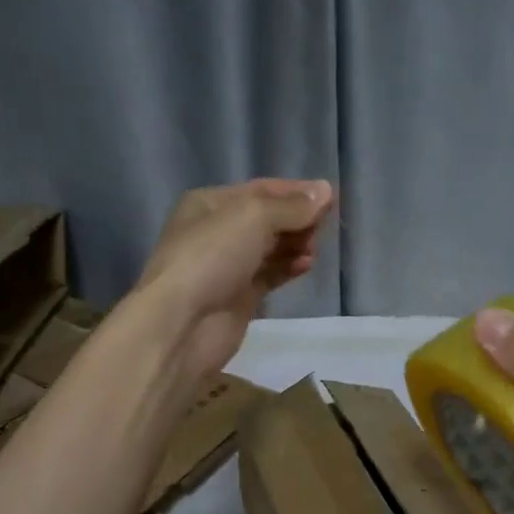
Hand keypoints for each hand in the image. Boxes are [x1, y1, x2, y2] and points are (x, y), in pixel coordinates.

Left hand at [136, 179, 334, 379]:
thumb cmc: (212, 257)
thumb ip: (292, 206)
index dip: (296, 192)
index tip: (331, 198)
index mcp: (210, 203)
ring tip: (314, 249)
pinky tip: (306, 265)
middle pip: (267, 219)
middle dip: (297, 220)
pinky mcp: (239, 297)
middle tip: (323, 227)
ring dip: (295, 244)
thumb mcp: (253, 217)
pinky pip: (270, 275)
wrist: (183, 323)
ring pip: (270, 248)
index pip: (261, 190)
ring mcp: (227, 266)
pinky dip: (289, 267)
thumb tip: (326, 192)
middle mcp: (217, 231)